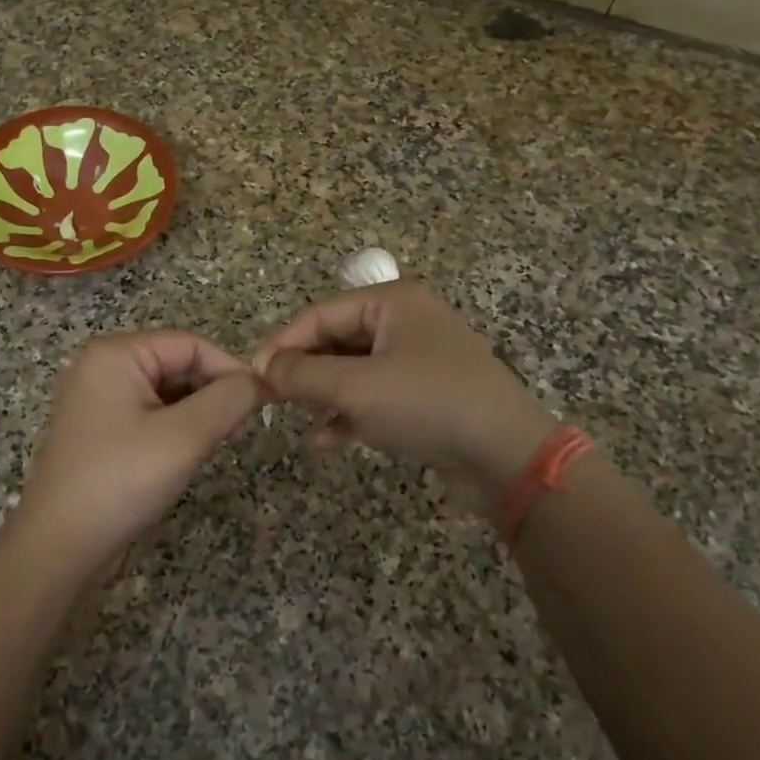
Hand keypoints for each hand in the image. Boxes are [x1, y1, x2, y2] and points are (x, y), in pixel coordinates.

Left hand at [9, 330, 263, 578]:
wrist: (59, 547)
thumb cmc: (122, 480)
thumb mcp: (186, 436)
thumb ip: (230, 399)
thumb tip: (261, 381)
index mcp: (116, 354)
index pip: (190, 344)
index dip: (230, 370)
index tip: (262, 404)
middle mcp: (102, 367)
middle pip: (178, 364)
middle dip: (213, 393)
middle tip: (238, 431)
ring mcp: (98, 399)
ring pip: (167, 391)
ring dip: (198, 413)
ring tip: (218, 444)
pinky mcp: (100, 430)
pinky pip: (150, 414)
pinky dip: (177, 428)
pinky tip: (190, 454)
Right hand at [255, 282, 553, 504]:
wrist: (507, 456)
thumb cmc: (427, 405)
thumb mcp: (356, 388)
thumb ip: (302, 375)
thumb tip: (263, 367)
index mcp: (392, 303)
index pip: (321, 314)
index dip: (283, 343)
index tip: (252, 374)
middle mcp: (406, 323)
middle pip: (337, 340)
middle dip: (304, 370)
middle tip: (270, 399)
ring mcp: (418, 359)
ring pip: (354, 370)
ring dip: (323, 394)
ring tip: (297, 418)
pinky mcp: (425, 395)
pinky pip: (375, 395)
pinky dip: (350, 413)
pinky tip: (326, 439)